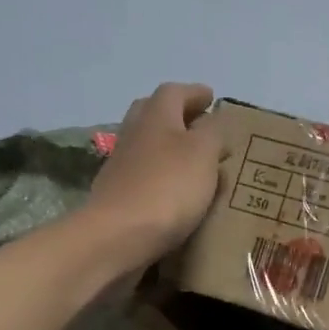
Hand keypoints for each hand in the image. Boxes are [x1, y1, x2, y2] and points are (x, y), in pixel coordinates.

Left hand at [86, 83, 228, 267]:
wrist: (116, 237)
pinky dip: (162, 177)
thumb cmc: (167, 187)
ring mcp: (120, 166)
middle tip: (201, 126)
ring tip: (196, 163)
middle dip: (177, 116)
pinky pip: (144, 176)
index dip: (194, 93)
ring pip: (148, 146)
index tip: (212, 98)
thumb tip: (212, 122)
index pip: (174, 92)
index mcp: (155, 116)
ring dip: (170, 148)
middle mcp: (134, 134)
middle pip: (153, 114)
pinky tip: (178, 193)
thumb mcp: (203, 153)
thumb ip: (213, 132)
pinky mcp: (117, 196)